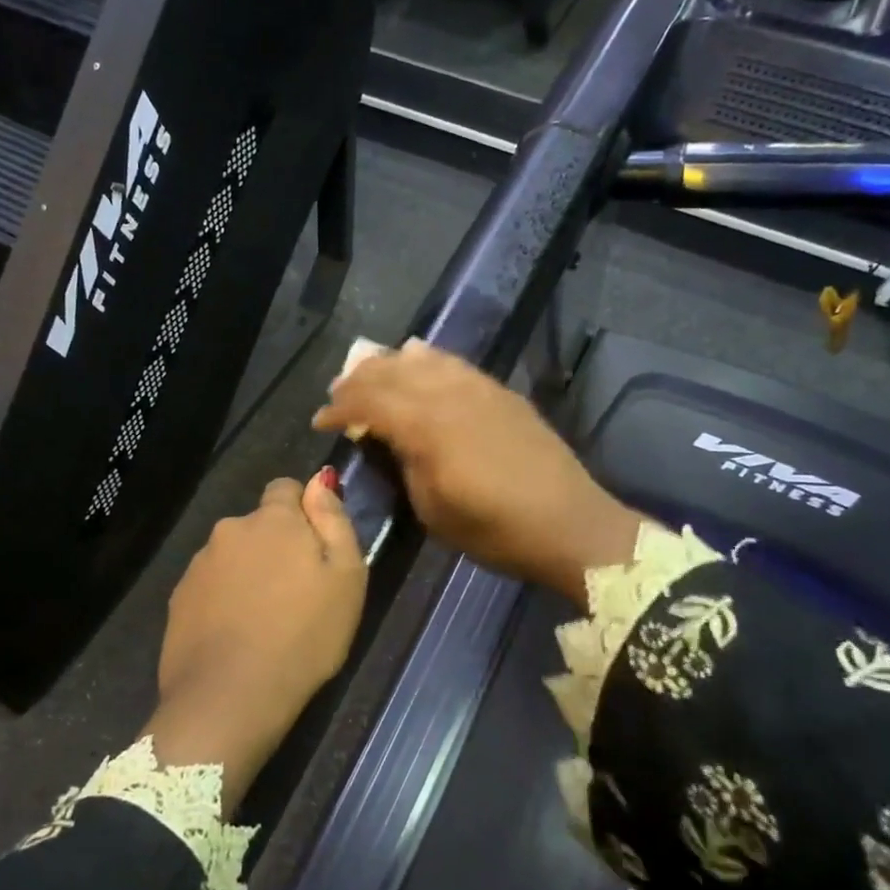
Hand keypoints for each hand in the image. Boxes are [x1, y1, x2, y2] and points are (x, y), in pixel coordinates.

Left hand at [148, 472, 365, 813]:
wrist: (229, 698)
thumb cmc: (303, 637)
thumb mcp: (346, 577)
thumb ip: (334, 520)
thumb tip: (320, 480)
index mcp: (273, 519)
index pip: (285, 488)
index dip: (303, 512)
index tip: (314, 549)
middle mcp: (230, 529)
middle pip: (258, 525)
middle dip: (275, 546)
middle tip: (295, 593)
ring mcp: (199, 564)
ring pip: (233, 556)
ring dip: (248, 573)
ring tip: (264, 620)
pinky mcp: (178, 598)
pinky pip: (210, 586)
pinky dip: (223, 600)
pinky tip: (235, 636)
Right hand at [313, 339, 644, 604]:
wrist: (569, 524)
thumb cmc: (494, 530)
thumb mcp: (432, 508)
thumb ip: (403, 463)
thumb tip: (385, 437)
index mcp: (426, 427)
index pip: (368, 402)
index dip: (338, 409)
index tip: (320, 422)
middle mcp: (448, 395)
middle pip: (390, 372)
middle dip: (356, 381)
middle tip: (336, 395)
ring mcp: (478, 388)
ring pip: (421, 360)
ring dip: (388, 365)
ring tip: (369, 373)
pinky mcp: (499, 391)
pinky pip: (453, 363)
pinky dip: (426, 359)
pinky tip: (416, 359)